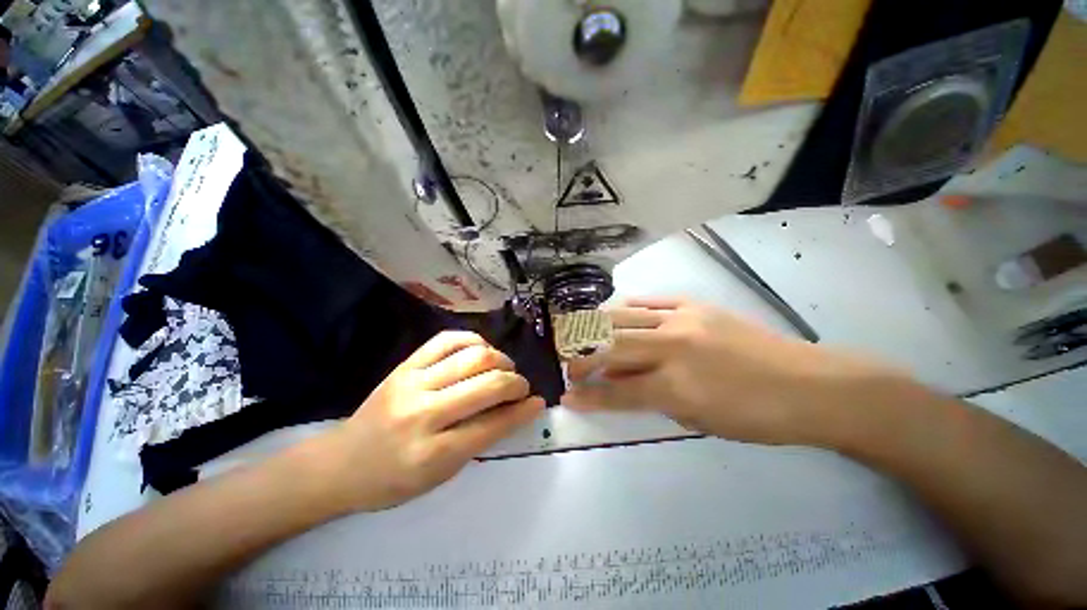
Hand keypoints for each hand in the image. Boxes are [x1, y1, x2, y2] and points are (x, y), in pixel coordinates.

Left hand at [324, 331, 543, 511]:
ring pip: (473, 356)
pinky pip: (447, 339)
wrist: (341, 463)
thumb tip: (517, 410)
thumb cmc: (394, 480)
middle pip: (488, 385)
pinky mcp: (405, 365)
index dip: (523, 411)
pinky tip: (481, 350)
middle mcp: (424, 414)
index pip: (493, 425)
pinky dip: (473, 340)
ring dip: (500, 359)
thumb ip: (481, 439)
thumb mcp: (442, 475)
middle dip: (516, 382)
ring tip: (504, 368)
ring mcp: (412, 383)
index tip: (538, 402)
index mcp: (433, 454)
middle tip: (520, 387)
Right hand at [563, 297, 896, 445]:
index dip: (589, 396)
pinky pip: (650, 302)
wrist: (808, 385)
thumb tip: (621, 384)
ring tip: (580, 335)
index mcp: (676, 387)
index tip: (566, 396)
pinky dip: (627, 309)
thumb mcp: (697, 420)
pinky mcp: (694, 305)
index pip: (617, 392)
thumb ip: (654, 398)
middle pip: (611, 348)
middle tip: (567, 364)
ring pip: (623, 319)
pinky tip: (615, 313)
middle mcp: (672, 348)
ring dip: (596, 329)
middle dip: (582, 358)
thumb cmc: (755, 417)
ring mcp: (682, 320)